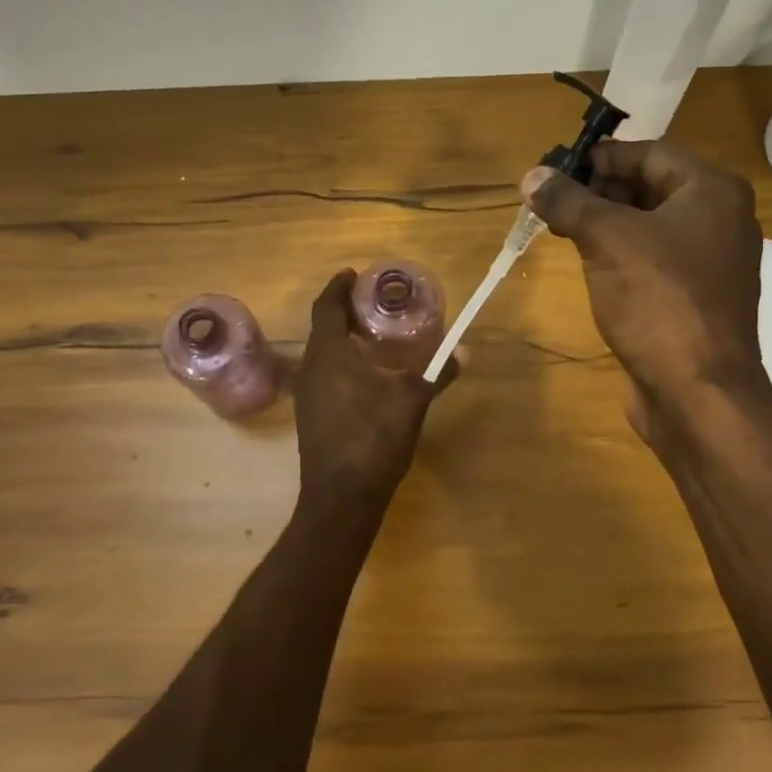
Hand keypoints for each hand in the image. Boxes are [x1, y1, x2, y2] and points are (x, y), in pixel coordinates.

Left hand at [294, 271, 457, 504]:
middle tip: (371, 304)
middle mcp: (311, 368)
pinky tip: (364, 375)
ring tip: (371, 335)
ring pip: (321, 353)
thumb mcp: (410, 402)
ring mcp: (306, 394)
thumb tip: (464, 351)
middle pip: (322, 328)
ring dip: (341, 339)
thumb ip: (436, 373)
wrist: (341, 497)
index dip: (337, 287)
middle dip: (343, 312)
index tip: (352, 274)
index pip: (326, 307)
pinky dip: (339, 362)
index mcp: (329, 355)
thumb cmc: (373, 439)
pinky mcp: (310, 416)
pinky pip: (322, 374)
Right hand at [524, 140, 771, 415]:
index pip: (651, 153)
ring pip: (650, 226)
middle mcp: (721, 220)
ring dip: (606, 223)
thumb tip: (532, 177)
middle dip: (600, 190)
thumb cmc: (658, 301)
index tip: (558, 168)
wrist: (698, 392)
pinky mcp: (696, 298)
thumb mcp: (606, 240)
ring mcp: (711, 262)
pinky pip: (654, 259)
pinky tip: (589, 263)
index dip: (601, 156)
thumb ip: (568, 202)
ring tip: (561, 228)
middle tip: (553, 200)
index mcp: (712, 192)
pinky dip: (621, 253)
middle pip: (652, 187)